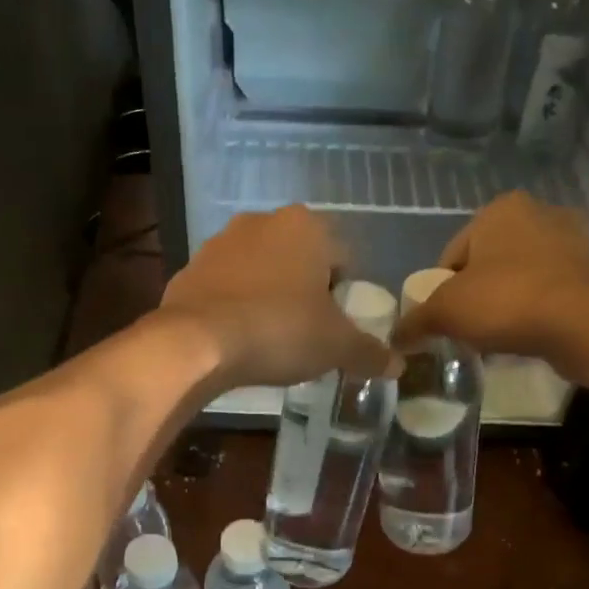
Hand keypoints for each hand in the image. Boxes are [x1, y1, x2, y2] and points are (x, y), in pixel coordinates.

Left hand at [158, 206, 394, 388]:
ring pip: (260, 270)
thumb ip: (370, 352)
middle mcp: (262, 222)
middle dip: (305, 292)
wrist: (198, 342)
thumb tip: (398, 366)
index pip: (343, 259)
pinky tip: (237, 337)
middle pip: (299, 261)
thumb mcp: (336, 346)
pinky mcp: (189, 269)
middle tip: (307, 333)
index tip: (337, 328)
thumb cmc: (280, 330)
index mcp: (306, 226)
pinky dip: (235, 306)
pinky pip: (226, 287)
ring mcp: (220, 242)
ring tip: (270, 338)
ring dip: (269, 296)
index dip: (345, 296)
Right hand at [395, 192, 588, 364]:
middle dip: (477, 296)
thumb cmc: (507, 301)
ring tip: (500, 338)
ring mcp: (573, 241)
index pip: (453, 254)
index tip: (444, 321)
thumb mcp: (446, 312)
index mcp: (499, 209)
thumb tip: (395, 338)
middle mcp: (539, 213)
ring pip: (521, 278)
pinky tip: (529, 337)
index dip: (441, 291)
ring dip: (507, 304)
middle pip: (488, 264)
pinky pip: (550, 293)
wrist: (586, 323)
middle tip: (470, 331)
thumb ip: (416, 321)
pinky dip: (537, 312)